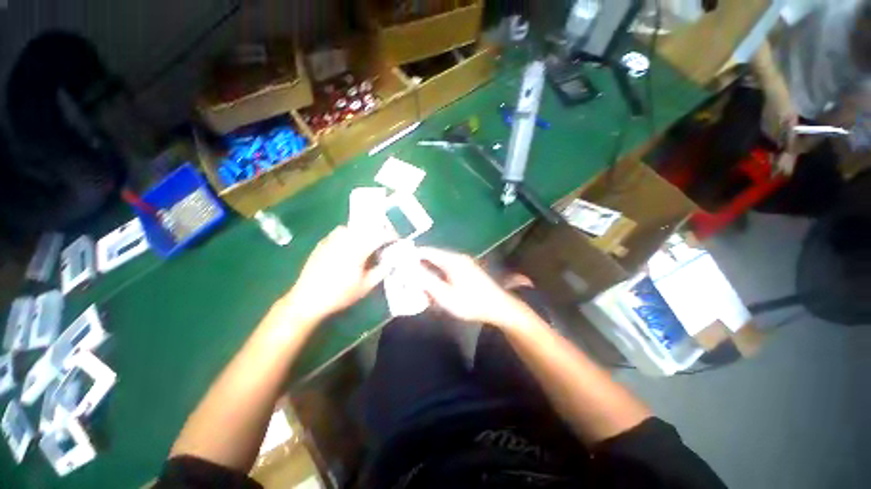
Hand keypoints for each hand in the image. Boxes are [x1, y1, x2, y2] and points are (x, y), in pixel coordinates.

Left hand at [285, 226, 389, 321]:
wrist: (307, 300)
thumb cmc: (339, 295)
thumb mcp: (365, 287)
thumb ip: (381, 271)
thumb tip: (392, 261)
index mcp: (357, 251)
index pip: (378, 236)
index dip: (390, 235)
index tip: (397, 239)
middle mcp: (345, 241)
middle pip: (365, 227)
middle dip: (378, 230)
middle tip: (384, 239)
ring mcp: (331, 241)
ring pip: (352, 227)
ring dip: (363, 231)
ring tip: (367, 241)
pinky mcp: (322, 244)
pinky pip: (339, 232)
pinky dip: (349, 234)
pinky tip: (349, 245)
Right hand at [416, 247, 530, 328]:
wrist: (498, 308)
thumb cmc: (471, 302)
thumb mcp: (445, 295)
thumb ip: (426, 281)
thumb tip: (409, 269)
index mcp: (451, 260)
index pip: (426, 252)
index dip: (411, 255)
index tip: (398, 263)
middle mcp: (456, 258)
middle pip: (432, 258)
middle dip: (418, 267)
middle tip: (407, 278)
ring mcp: (463, 264)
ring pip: (439, 266)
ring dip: (428, 274)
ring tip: (418, 285)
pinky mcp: (466, 272)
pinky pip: (447, 271)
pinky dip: (438, 278)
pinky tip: (435, 289)